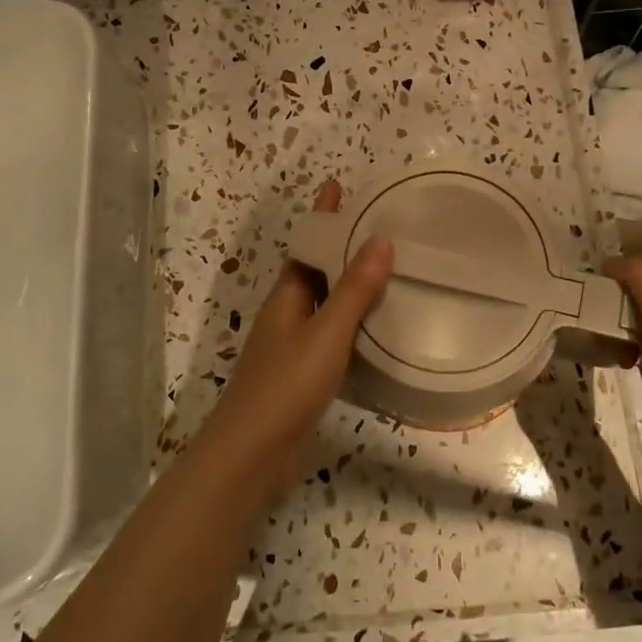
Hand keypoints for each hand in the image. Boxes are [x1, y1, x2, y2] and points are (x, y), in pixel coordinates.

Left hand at [200, 180, 392, 496]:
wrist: (251, 454)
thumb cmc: (286, 385)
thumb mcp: (326, 333)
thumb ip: (353, 290)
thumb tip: (380, 239)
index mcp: (287, 296)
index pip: (308, 244)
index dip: (323, 216)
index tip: (339, 186)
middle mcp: (287, 314)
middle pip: (316, 270)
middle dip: (342, 248)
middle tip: (381, 227)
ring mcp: (293, 346)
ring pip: (325, 304)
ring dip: (350, 286)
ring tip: (389, 271)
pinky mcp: (303, 375)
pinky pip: (333, 336)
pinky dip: (353, 324)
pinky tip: (379, 331)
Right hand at [604, 259, 641, 481]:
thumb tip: (610, 264)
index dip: (617, 283)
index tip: (593, 303)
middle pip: (640, 293)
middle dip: (615, 308)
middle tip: (599, 327)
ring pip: (635, 318)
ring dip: (616, 329)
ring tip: (607, 346)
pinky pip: (637, 342)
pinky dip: (622, 348)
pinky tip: (617, 361)